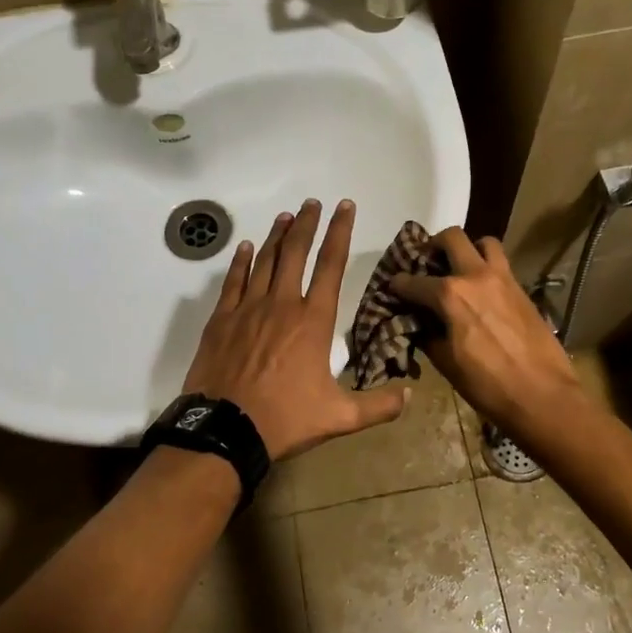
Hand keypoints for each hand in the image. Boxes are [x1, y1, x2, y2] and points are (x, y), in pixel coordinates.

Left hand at [183, 198, 409, 459]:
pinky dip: (241, 261)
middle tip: (313, 202)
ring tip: (286, 216)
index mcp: (313, 321)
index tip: (344, 208)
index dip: (340, 232)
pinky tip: (246, 248)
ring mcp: (248, 309)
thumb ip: (377, 405)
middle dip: (307, 224)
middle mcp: (282, 304)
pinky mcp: (221, 320)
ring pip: (265, 261)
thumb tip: (410, 395)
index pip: (331, 265)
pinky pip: (233, 281)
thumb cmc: (285, 419)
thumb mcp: (339, 417)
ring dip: (277, 236)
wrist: (224, 430)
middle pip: (296, 253)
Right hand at [388, 229, 581, 432]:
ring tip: (461, 268)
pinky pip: (501, 264)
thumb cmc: (487, 384)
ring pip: (484, 242)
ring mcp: (503, 278)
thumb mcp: (446, 363)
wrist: (542, 394)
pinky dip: (487, 267)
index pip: (413, 282)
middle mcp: (475, 276)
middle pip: (451, 238)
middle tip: (427, 262)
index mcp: (450, 295)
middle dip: (433, 246)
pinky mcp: (522, 288)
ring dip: (469, 249)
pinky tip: (482, 290)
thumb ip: (427, 335)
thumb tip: (418, 323)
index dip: (398, 285)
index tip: (392, 287)